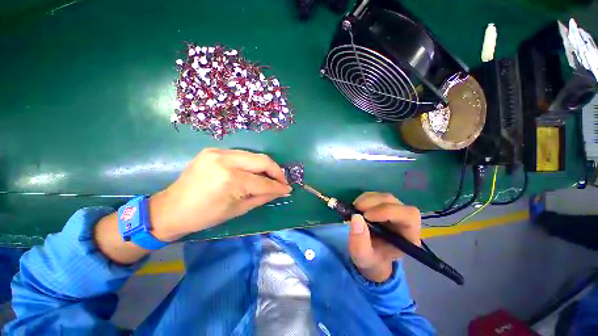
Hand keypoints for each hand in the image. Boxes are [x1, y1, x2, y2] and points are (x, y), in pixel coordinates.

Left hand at [149, 148, 291, 241]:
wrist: (172, 207)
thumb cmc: (205, 215)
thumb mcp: (238, 210)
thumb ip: (263, 197)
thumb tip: (281, 191)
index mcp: (230, 180)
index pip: (263, 182)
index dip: (278, 186)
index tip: (288, 189)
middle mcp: (225, 160)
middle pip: (262, 160)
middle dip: (277, 171)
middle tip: (282, 181)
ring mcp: (218, 152)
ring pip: (253, 155)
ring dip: (265, 166)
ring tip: (270, 177)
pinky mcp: (214, 150)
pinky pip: (242, 155)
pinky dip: (252, 163)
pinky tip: (254, 172)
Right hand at [348, 192, 421, 281]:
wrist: (371, 256)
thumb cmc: (371, 259)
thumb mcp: (362, 257)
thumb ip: (359, 241)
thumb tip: (356, 217)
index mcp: (408, 236)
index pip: (408, 216)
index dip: (387, 211)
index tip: (366, 216)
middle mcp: (405, 220)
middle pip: (395, 203)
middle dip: (374, 203)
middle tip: (356, 210)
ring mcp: (394, 211)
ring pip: (385, 197)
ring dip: (367, 200)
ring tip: (355, 209)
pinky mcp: (384, 205)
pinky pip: (376, 195)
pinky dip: (364, 198)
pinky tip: (357, 207)